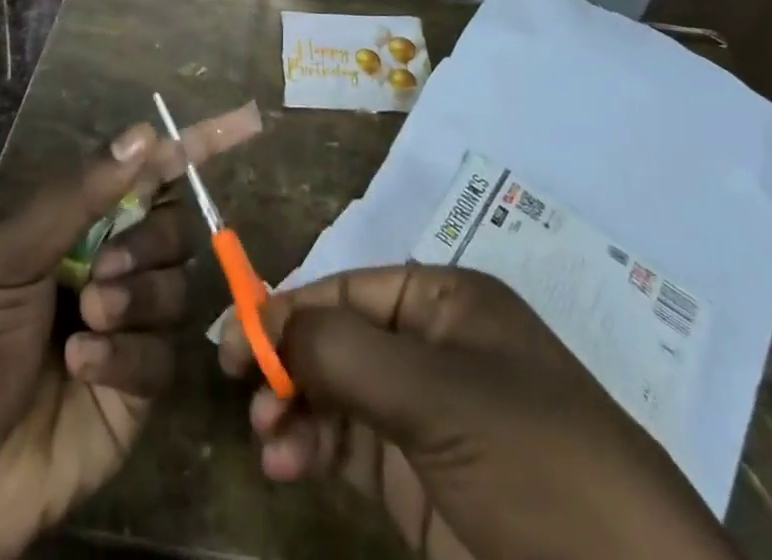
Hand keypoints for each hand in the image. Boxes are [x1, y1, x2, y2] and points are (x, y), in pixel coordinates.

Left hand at [0, 106, 260, 559]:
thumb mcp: (10, 258)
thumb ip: (79, 195)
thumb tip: (146, 133)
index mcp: (79, 228)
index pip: (148, 175)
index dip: (194, 147)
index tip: (244, 123)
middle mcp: (110, 268)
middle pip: (172, 231)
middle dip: (147, 243)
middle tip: (101, 269)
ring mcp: (127, 331)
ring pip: (174, 290)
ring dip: (134, 299)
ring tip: (86, 320)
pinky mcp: (136, 394)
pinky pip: (161, 359)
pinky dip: (125, 357)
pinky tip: (80, 367)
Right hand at [219, 265, 736, 559]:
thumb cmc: (535, 465)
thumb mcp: (437, 395)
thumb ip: (343, 352)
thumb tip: (266, 318)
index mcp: (449, 303)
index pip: (352, 289)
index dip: (293, 308)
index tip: (236, 340)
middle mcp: (435, 349)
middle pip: (340, 339)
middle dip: (291, 363)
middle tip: (245, 394)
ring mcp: (429, 417)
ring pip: (339, 395)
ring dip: (296, 410)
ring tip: (268, 442)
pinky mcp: (422, 481)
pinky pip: (351, 448)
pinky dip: (314, 449)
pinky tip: (287, 466)